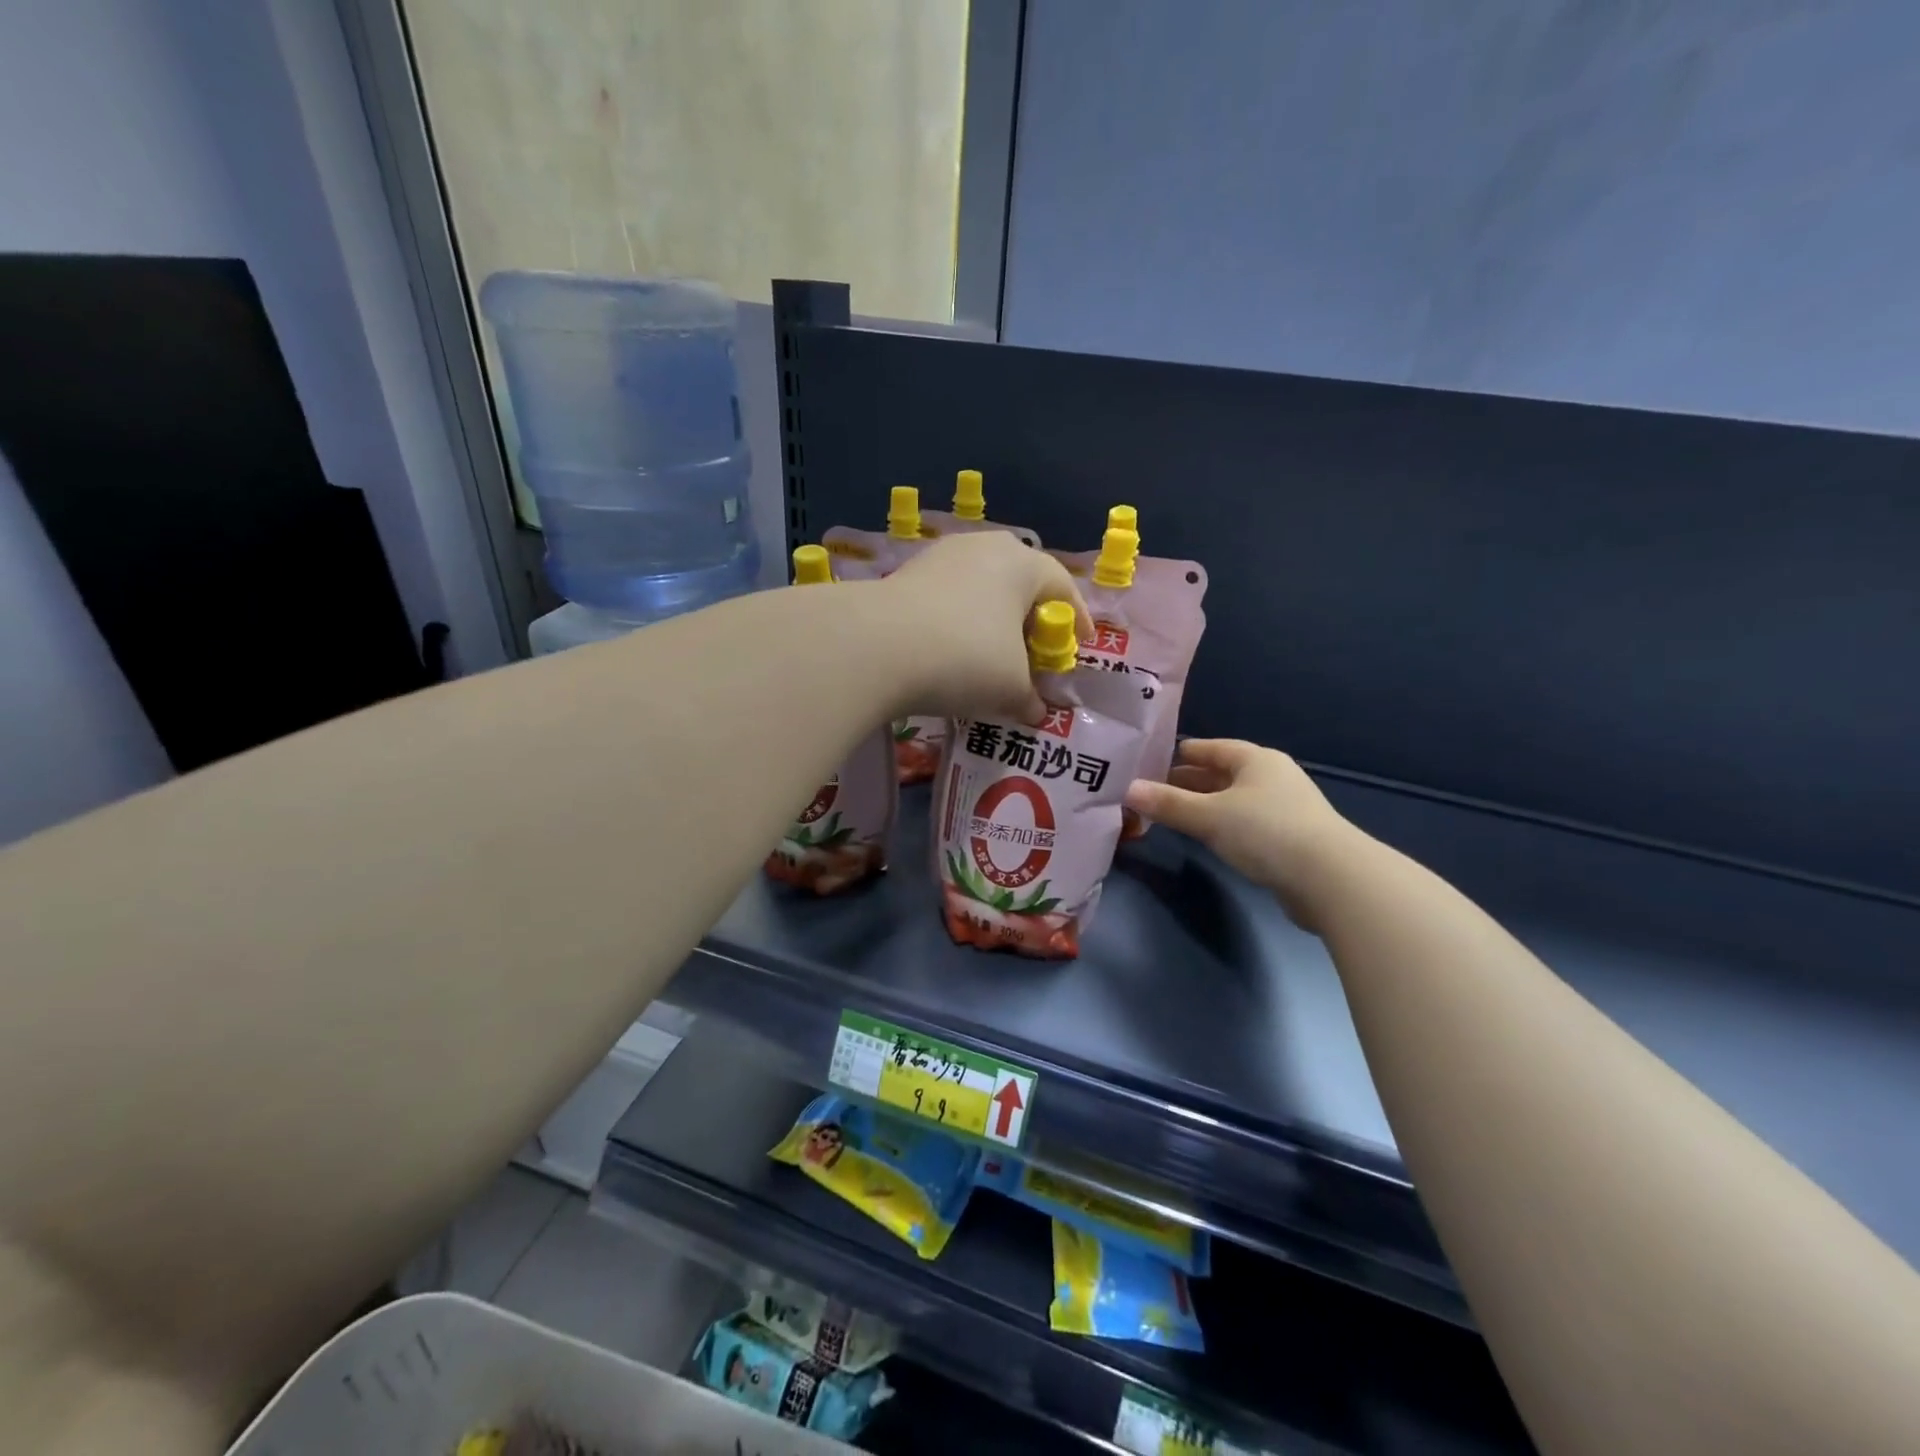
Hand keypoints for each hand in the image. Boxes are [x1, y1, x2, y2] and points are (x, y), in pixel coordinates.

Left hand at [880, 532, 1091, 721]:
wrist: (876, 647)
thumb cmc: (966, 657)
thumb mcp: (1010, 688)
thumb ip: (1030, 698)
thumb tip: (1035, 711)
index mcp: (1023, 563)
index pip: (1063, 587)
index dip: (1077, 620)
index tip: (1080, 646)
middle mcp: (984, 548)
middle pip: (1020, 583)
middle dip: (1031, 619)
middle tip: (1034, 652)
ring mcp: (941, 557)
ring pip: (980, 589)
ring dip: (991, 621)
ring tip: (991, 655)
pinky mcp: (906, 575)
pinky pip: (948, 599)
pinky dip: (958, 623)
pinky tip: (951, 652)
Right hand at [1124, 739, 1363, 928]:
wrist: (1331, 879)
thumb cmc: (1266, 832)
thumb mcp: (1208, 816)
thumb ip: (1167, 803)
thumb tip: (1127, 790)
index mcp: (1256, 760)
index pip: (1211, 748)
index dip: (1181, 754)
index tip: (1151, 763)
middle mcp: (1272, 777)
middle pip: (1222, 774)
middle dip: (1188, 782)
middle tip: (1153, 792)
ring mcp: (1285, 808)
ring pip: (1234, 799)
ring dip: (1205, 805)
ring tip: (1172, 815)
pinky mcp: (1291, 838)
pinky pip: (1246, 822)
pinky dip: (1223, 825)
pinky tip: (1207, 838)